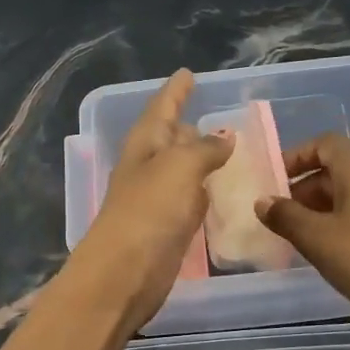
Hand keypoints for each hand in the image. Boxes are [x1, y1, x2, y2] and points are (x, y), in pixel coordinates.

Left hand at [70, 70, 232, 330]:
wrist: (125, 274)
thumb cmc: (149, 212)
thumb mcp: (179, 167)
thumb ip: (204, 149)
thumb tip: (224, 138)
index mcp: (144, 145)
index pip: (161, 108)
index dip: (175, 92)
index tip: (187, 74)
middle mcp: (148, 168)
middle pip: (168, 139)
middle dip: (186, 126)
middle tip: (214, 116)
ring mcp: (156, 201)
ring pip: (181, 171)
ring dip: (198, 159)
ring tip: (225, 148)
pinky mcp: (168, 230)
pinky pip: (190, 201)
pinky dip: (203, 192)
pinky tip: (219, 191)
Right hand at [257, 133, 349, 329]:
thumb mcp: (315, 238)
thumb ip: (284, 215)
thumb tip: (263, 201)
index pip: (325, 144)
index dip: (296, 158)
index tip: (276, 181)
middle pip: (341, 165)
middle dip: (309, 186)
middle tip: (286, 214)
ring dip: (329, 201)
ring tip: (309, 231)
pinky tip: (341, 242)